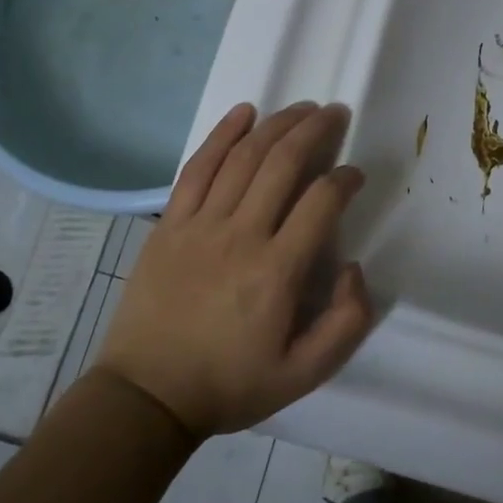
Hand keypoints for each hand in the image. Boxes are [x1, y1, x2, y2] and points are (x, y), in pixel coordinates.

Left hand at [91, 103, 375, 435]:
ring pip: (243, 157)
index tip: (355, 174)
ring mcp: (200, 224)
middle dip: (315, 130)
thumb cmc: (230, 383)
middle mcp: (241, 235)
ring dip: (277, 125)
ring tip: (302, 108)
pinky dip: (222, 135)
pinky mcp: (170, 224)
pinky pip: (197, 168)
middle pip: (282, 163)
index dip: (345, 180)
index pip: (320, 202)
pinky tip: (243, 113)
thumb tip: (352, 267)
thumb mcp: (304, 374)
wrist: (148, 395)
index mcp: (276, 271)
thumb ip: (345, 323)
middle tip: (335, 113)